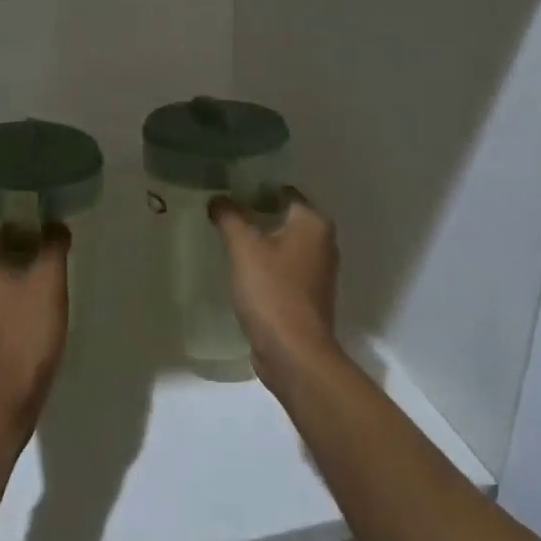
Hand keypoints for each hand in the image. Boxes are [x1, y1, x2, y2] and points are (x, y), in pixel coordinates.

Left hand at [0, 223, 70, 431]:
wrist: (7, 396)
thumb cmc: (27, 332)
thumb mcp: (49, 282)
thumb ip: (53, 245)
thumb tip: (55, 225)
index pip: (0, 229)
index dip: (28, 230)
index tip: (51, 243)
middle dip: (25, 254)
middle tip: (53, 265)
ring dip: (19, 277)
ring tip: (47, 288)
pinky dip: (11, 297)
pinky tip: (33, 311)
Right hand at [209, 192, 343, 394]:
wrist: (294, 353)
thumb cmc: (273, 292)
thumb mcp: (245, 249)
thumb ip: (230, 218)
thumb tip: (218, 198)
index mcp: (314, 223)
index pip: (284, 192)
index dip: (255, 187)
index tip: (227, 189)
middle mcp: (323, 242)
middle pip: (284, 216)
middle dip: (255, 213)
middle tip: (221, 211)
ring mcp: (317, 271)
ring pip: (283, 243)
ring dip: (259, 240)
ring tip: (226, 236)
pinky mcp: (307, 295)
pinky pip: (283, 267)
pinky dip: (265, 263)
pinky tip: (240, 267)